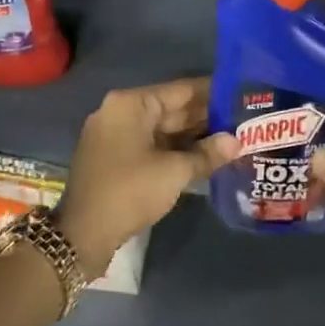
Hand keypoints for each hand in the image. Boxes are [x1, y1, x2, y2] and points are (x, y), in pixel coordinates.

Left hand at [55, 79, 237, 275]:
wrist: (82, 235)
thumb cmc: (129, 192)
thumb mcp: (174, 172)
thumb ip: (207, 154)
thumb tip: (237, 142)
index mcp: (131, 104)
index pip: (181, 90)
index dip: (213, 92)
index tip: (241, 93)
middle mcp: (121, 111)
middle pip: (171, 108)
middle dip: (205, 117)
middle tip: (242, 119)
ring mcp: (115, 135)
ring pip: (162, 128)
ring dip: (193, 135)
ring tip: (231, 137)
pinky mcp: (114, 157)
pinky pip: (151, 144)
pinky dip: (175, 149)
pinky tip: (203, 156)